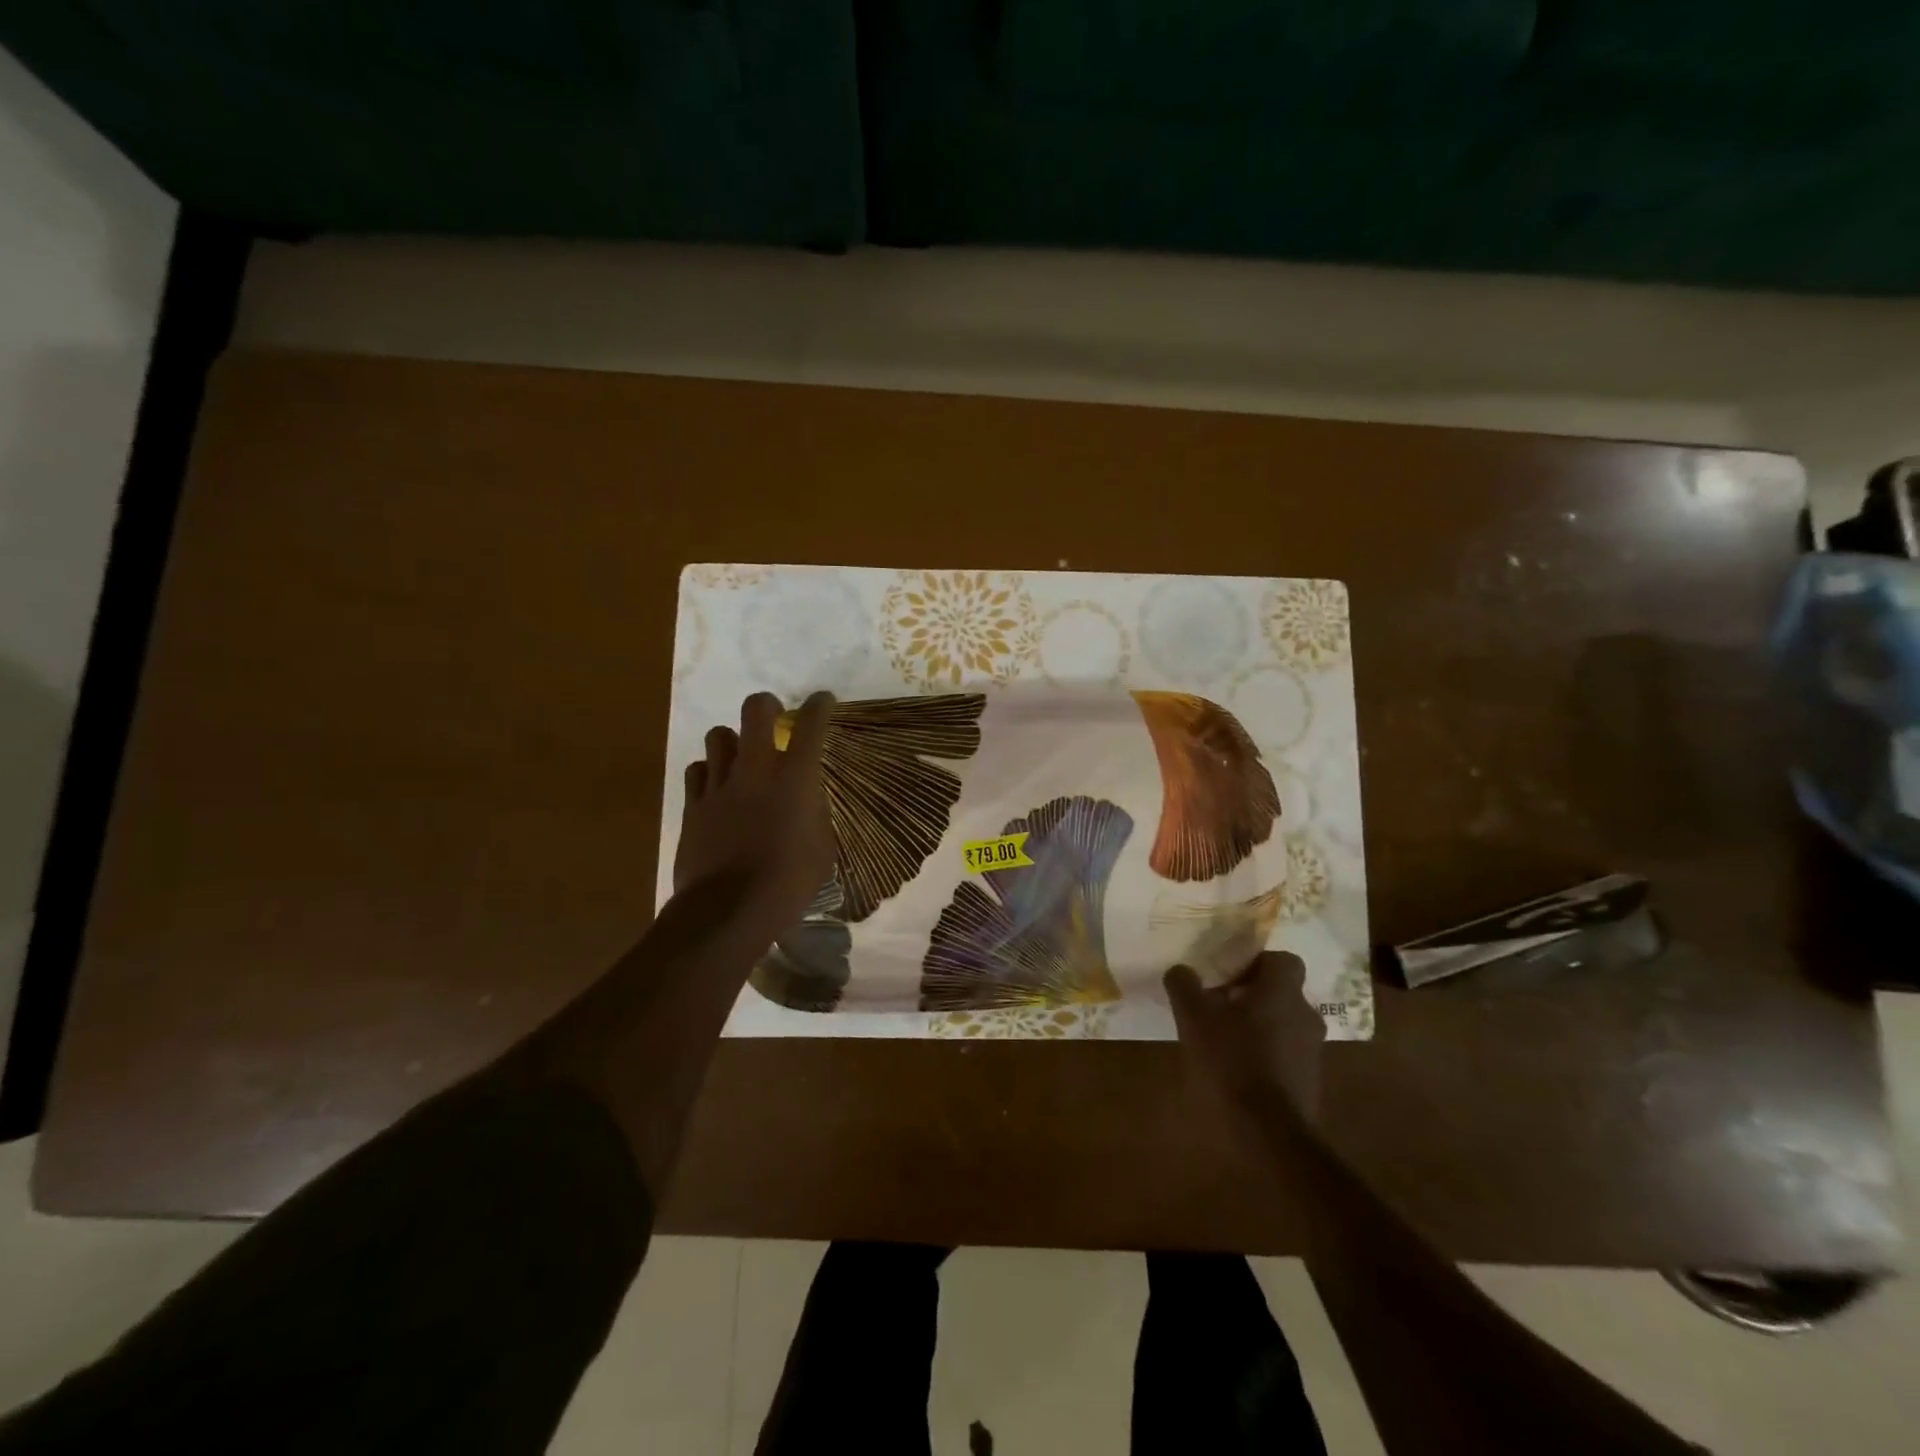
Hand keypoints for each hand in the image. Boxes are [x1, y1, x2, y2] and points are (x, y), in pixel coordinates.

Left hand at [674, 691, 834, 932]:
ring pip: (719, 736)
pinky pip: (698, 771)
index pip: (811, 724)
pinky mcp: (692, 804)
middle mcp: (756, 769)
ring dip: (732, 741)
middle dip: (766, 705)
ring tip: (740, 758)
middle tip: (773, 718)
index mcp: (795, 778)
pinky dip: (709, 772)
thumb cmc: (787, 883)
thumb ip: (817, 816)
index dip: (819, 706)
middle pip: (755, 709)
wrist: (727, 911)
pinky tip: (716, 788)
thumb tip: (808, 803)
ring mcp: (719, 784)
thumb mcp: (822, 850)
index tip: (822, 701)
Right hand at [1166, 952, 1324, 1125]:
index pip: (1282, 959)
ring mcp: (1311, 1052)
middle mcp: (1305, 1015)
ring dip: (1258, 1026)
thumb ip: (1185, 987)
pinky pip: (1286, 1054)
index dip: (1256, 962)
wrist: (1268, 1135)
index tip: (1227, 975)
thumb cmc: (1230, 1062)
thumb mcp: (1193, 1019)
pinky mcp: (1309, 1083)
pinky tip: (1236, 1070)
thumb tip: (1180, 970)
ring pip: (1283, 1024)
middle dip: (1252, 996)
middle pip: (1281, 992)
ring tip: (1222, 1040)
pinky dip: (1265, 1055)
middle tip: (1218, 1006)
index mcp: (1282, 992)